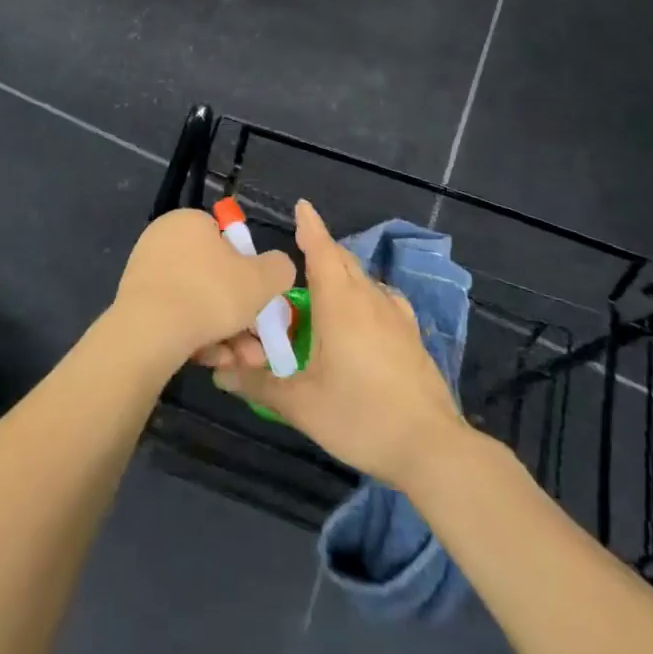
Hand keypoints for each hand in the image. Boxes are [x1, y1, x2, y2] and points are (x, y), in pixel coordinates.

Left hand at [111, 209, 295, 369]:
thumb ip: (279, 268)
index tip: (261, 299)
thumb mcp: (262, 279)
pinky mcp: (136, 305)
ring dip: (226, 333)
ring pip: (199, 303)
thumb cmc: (210, 294)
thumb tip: (277, 268)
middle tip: (258, 344)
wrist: (149, 333)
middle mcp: (163, 240)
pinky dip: (198, 338)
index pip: (226, 239)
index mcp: (189, 221)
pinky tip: (214, 362)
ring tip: (243, 361)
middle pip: (214, 278)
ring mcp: (147, 273)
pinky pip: (177, 318)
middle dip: (241, 314)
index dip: (248, 270)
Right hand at [207, 201, 466, 487]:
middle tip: (299, 250)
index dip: (310, 226)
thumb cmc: (360, 415)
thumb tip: (220, 375)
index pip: (321, 249)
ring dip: (343, 271)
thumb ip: (259, 386)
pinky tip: (363, 314)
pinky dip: (365, 293)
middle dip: (321, 248)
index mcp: (339, 302)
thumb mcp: (301, 404)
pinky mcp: (412, 336)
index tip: (301, 206)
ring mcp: (396, 316)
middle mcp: (368, 298)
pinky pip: (383, 299)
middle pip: (342, 259)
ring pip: (364, 278)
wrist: (432, 447)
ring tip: (325, 283)